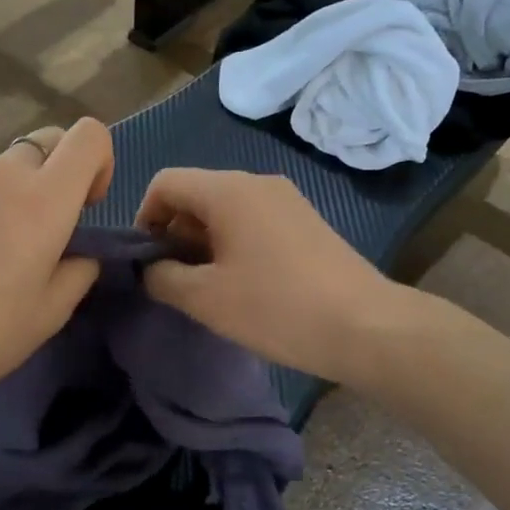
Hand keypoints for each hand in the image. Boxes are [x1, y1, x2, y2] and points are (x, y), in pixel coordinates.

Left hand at [0, 119, 113, 412]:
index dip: (99, 161)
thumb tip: (79, 253)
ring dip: (8, 199)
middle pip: (42, 145)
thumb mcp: (50, 314)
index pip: (88, 136)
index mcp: (42, 201)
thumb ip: (78, 271)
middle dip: (54, 178)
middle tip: (38, 234)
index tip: (86, 205)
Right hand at [134, 168, 394, 382]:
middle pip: (195, 195)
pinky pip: (253, 222)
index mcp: (228, 191)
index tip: (146, 262)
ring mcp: (286, 200)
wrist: (366, 327)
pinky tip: (243, 286)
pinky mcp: (305, 222)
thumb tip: (149, 268)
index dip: (144, 218)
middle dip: (174, 234)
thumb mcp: (206, 299)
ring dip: (203, 243)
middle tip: (175, 282)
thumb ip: (162, 278)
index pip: (165, 183)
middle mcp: (257, 183)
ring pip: (225, 210)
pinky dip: (233, 245)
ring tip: (208, 289)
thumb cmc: (276, 308)